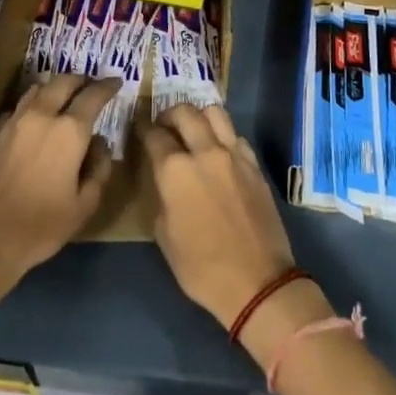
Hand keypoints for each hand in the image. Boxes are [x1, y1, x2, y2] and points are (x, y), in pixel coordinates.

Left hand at [0, 75, 119, 293]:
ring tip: (65, 96)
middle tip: (91, 85)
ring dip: (55, 87)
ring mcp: (14, 122)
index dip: (107, 86)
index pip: (93, 95)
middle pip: (63, 82)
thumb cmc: (40, 226)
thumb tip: (100, 144)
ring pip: (37, 89)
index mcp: (69, 131)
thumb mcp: (84, 205)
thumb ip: (98, 169)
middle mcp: (42, 116)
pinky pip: (18, 107)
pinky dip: (33, 104)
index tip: (116, 82)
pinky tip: (35, 118)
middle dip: (80, 80)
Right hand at [141, 104, 300, 332]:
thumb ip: (161, 196)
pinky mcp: (255, 165)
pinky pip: (235, 135)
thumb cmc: (201, 267)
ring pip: (215, 113)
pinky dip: (222, 135)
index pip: (154, 134)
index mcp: (176, 170)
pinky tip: (218, 151)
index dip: (142, 127)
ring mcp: (234, 155)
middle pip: (185, 112)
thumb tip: (164, 180)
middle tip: (163, 126)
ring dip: (198, 115)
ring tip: (192, 129)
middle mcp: (205, 152)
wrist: (257, 281)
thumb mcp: (164, 235)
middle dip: (169, 114)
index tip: (138, 126)